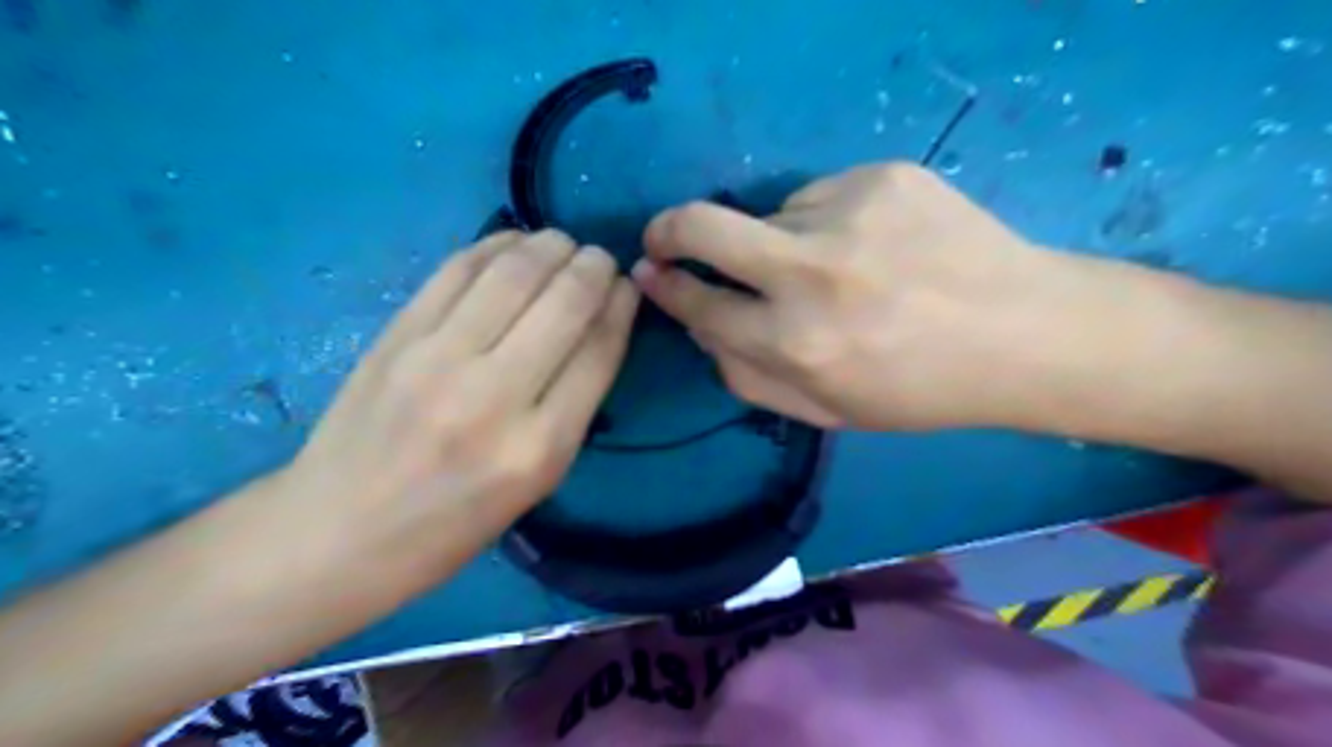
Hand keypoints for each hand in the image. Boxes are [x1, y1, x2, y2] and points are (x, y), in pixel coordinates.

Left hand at [283, 230, 634, 575]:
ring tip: (563, 245)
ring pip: (514, 272)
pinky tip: (515, 244)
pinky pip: (459, 268)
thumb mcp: (536, 482)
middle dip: (594, 266)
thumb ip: (573, 406)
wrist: (338, 531)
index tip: (627, 288)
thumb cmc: (452, 523)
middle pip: (564, 301)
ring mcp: (437, 358)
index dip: (620, 306)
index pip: (598, 350)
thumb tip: (598, 329)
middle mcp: (492, 395)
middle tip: (599, 259)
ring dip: (550, 245)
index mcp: (538, 447)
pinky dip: (497, 244)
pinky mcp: (397, 334)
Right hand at [635, 162, 1079, 430]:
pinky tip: (870, 245)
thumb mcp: (827, 411)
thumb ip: (749, 377)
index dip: (667, 290)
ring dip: (779, 240)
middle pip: (704, 229)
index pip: (700, 306)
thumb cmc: (920, 389)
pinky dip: (825, 220)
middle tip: (663, 237)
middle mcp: (811, 273)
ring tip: (836, 267)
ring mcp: (848, 213)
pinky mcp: (883, 176)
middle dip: (669, 230)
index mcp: (797, 343)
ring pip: (771, 215)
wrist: (1024, 333)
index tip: (649, 274)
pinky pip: (819, 195)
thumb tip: (700, 328)